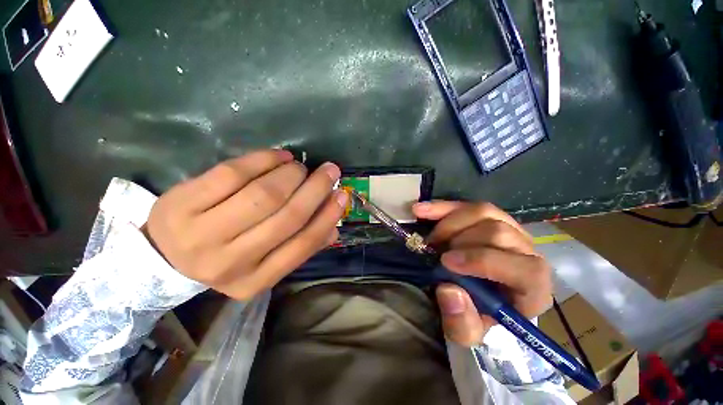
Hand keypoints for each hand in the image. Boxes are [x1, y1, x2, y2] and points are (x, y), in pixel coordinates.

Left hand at [144, 149, 347, 299]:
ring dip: (291, 174)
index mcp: (255, 281)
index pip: (303, 245)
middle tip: (329, 171)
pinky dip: (263, 160)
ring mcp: (200, 234)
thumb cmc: (226, 259)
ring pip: (263, 194)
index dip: (328, 216)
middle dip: (315, 188)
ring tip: (299, 167)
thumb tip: (335, 228)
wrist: (162, 259)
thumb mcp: (264, 264)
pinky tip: (278, 156)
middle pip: (286, 216)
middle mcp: (230, 263)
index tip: (343, 194)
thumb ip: (300, 247)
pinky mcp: (181, 204)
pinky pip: (232, 173)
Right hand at [412, 201, 552, 345]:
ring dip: (449, 223)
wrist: (477, 295)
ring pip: (483, 212)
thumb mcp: (466, 331)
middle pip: (498, 232)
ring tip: (432, 238)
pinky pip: (468, 205)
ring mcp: (511, 230)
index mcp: (532, 288)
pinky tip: (421, 211)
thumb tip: (448, 290)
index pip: (525, 269)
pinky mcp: (491, 218)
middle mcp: (528, 253)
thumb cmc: (476, 314)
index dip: (482, 261)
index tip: (445, 262)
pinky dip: (442, 207)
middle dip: (458, 240)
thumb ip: (460, 322)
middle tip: (433, 250)